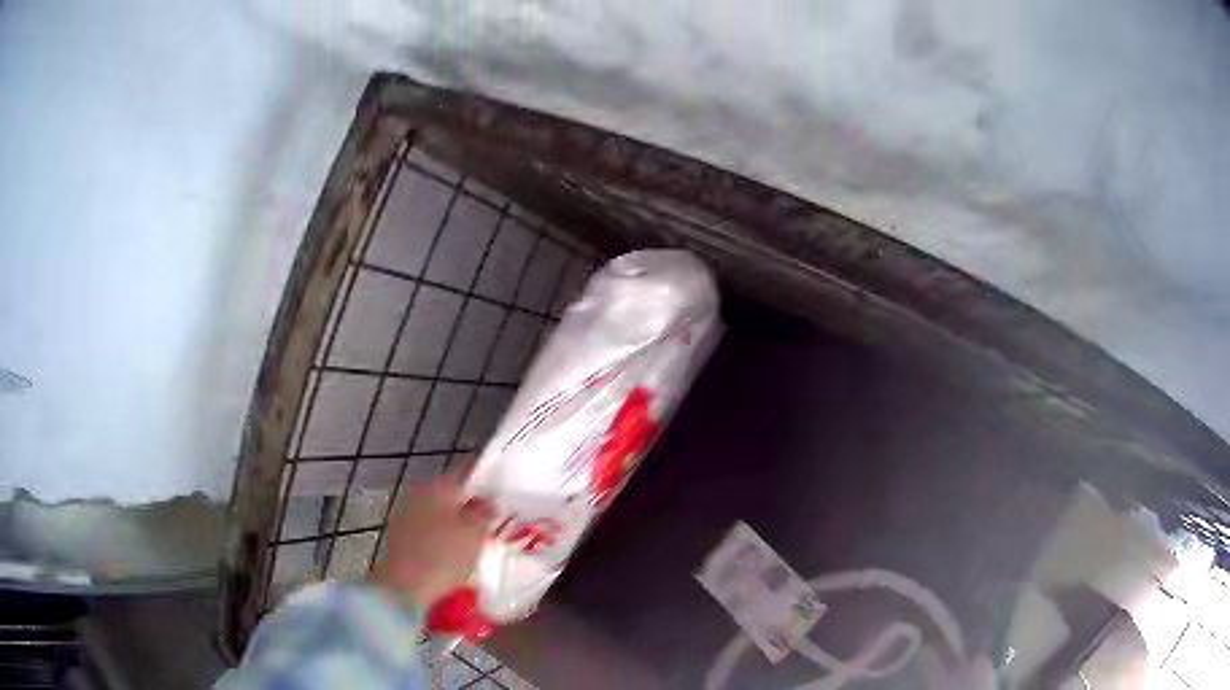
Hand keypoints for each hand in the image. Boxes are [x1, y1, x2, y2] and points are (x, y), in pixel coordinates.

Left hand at [371, 474, 491, 609]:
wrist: (403, 587)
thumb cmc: (443, 556)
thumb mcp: (475, 534)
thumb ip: (485, 514)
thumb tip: (489, 502)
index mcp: (438, 485)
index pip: (466, 472)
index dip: (486, 480)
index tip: (503, 491)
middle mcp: (418, 493)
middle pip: (450, 493)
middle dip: (470, 504)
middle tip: (493, 519)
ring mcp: (405, 514)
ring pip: (438, 512)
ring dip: (455, 521)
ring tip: (476, 539)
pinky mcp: (399, 537)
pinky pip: (428, 529)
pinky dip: (442, 536)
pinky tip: (454, 552)